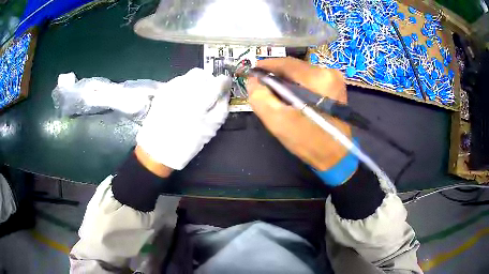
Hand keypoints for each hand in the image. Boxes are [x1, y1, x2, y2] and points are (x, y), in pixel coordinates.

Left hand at [136, 68, 230, 171]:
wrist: (157, 150)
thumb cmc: (187, 143)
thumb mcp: (211, 128)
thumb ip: (222, 107)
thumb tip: (226, 92)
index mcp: (199, 101)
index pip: (217, 82)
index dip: (224, 82)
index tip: (225, 86)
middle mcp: (184, 89)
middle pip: (202, 74)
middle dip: (209, 80)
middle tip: (210, 93)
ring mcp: (171, 88)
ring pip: (189, 75)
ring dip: (197, 82)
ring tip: (196, 97)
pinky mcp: (162, 91)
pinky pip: (178, 80)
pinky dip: (185, 85)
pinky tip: (183, 99)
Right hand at [248, 57, 351, 170]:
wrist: (335, 156)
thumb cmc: (308, 141)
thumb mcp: (278, 121)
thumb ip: (260, 97)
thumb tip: (253, 80)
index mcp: (318, 78)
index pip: (286, 63)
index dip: (266, 65)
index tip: (252, 72)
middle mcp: (329, 72)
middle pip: (295, 68)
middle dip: (277, 76)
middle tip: (262, 87)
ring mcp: (335, 79)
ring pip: (302, 74)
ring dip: (287, 82)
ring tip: (276, 95)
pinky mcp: (336, 87)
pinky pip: (310, 81)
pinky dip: (298, 87)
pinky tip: (292, 98)